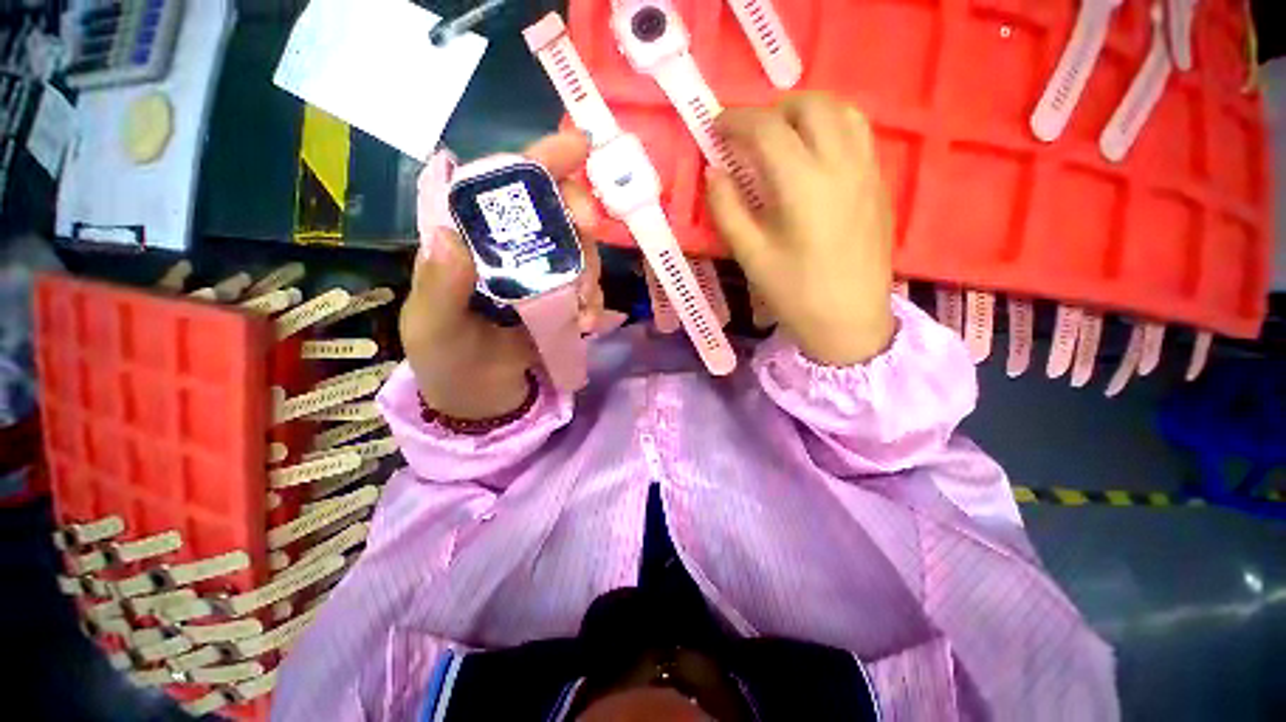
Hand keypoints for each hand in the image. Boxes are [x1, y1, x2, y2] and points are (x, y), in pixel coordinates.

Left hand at [399, 132, 606, 419]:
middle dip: (579, 217)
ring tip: (584, 307)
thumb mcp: (433, 327)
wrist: (479, 398)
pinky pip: (589, 289)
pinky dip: (595, 301)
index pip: (504, 184)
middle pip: (556, 211)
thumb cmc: (446, 360)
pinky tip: (588, 324)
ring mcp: (542, 276)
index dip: (541, 160)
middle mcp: (511, 249)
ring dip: (591, 271)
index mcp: (473, 241)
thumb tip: (449, 235)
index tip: (579, 146)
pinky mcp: (562, 302)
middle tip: (589, 236)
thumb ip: (439, 287)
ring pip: (580, 251)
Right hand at [707, 93, 895, 366]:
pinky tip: (813, 154)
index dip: (736, 120)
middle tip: (749, 136)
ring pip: (840, 110)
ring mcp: (867, 169)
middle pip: (809, 105)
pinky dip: (830, 125)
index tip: (715, 127)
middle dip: (771, 110)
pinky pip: (857, 132)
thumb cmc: (795, 293)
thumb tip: (714, 171)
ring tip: (782, 137)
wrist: (850, 319)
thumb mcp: (750, 255)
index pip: (767, 128)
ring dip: (805, 112)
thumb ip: (727, 209)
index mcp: (803, 184)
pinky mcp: (879, 182)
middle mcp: (840, 163)